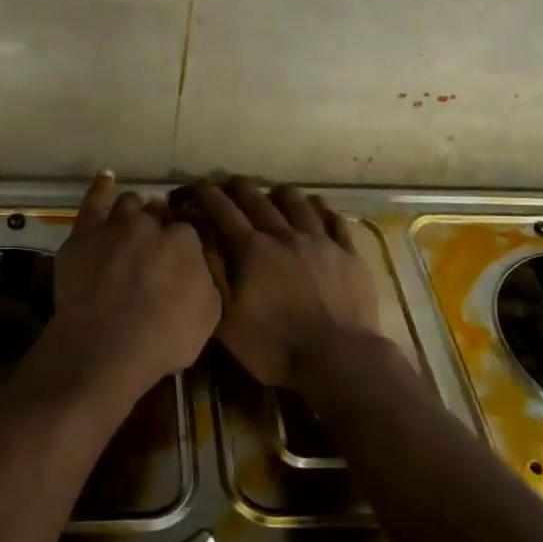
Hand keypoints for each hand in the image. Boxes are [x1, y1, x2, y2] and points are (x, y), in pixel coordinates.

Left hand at [39, 173, 220, 407]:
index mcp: (186, 241)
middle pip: (159, 214)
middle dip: (161, 224)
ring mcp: (116, 225)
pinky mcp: (84, 234)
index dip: (185, 243)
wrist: (106, 349)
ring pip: (130, 204)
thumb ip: (207, 279)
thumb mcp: (209, 314)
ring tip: (134, 224)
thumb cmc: (164, 339)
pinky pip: (93, 201)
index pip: (188, 230)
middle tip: (157, 246)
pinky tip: (107, 178)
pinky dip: (101, 187)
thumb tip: (200, 263)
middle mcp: (152, 224)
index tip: (181, 256)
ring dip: (135, 210)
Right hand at [184, 179, 380, 389]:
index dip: (206, 194)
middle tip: (228, 183)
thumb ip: (213, 274)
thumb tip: (201, 238)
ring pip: (298, 203)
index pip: (223, 211)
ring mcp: (320, 241)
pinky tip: (317, 207)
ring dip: (280, 193)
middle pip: (258, 200)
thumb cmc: (275, 345)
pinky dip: (321, 208)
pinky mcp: (348, 253)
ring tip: (273, 192)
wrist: (339, 358)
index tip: (195, 185)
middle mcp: (285, 235)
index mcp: (253, 250)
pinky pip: (334, 220)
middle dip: (239, 188)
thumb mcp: (228, 319)